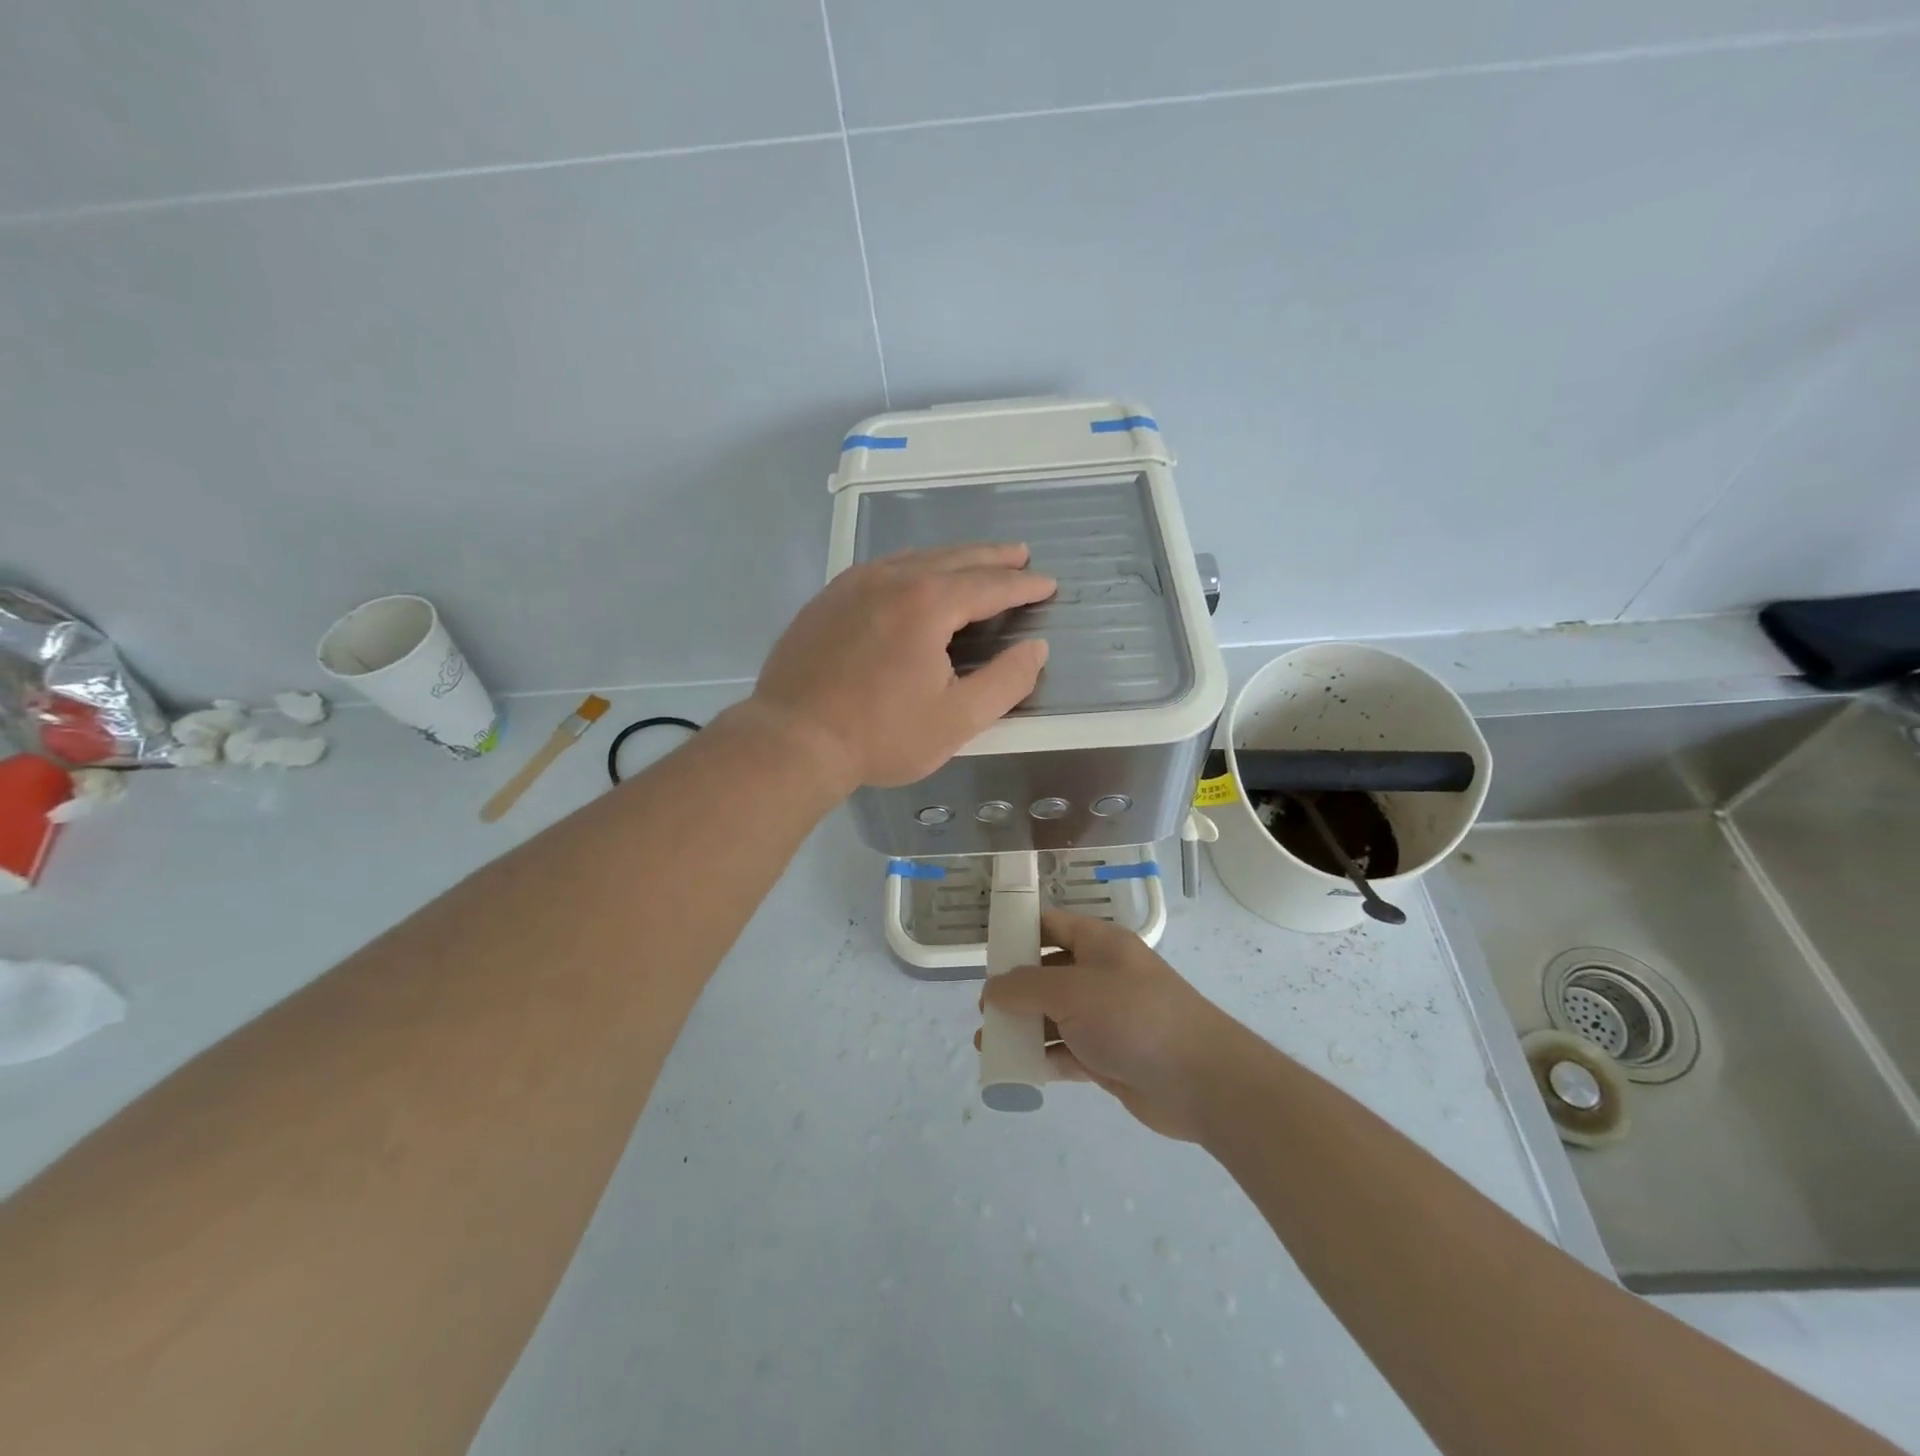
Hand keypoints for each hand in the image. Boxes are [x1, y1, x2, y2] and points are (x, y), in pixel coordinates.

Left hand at [746, 544, 1054, 791]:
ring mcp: (853, 584)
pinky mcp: (828, 599)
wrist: (792, 740)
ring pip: (915, 558)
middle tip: (1020, 554)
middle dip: (992, 558)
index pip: (989, 585)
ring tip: (975, 561)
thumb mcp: (957, 719)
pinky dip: (912, 567)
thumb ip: (1006, 681)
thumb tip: (1036, 649)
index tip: (1047, 583)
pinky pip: (882, 569)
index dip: (1023, 585)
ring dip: (952, 558)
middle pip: (954, 559)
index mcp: (928, 603)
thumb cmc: (880, 735)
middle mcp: (892, 579)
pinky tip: (915, 577)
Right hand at [982, 910, 1253, 1141]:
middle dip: (1014, 989)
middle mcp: (1102, 975)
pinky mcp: (1109, 1056)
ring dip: (1023, 1028)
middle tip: (984, 1008)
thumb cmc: (1134, 1017)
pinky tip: (1016, 1068)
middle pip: (1048, 973)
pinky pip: (1066, 1051)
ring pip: (1054, 1016)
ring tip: (988, 1044)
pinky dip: (1042, 1058)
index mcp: (1099, 944)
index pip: (1052, 925)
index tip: (986, 951)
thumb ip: (1026, 987)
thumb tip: (992, 989)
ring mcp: (1106, 1018)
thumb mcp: (1073, 991)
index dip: (1019, 932)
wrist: (1201, 1080)